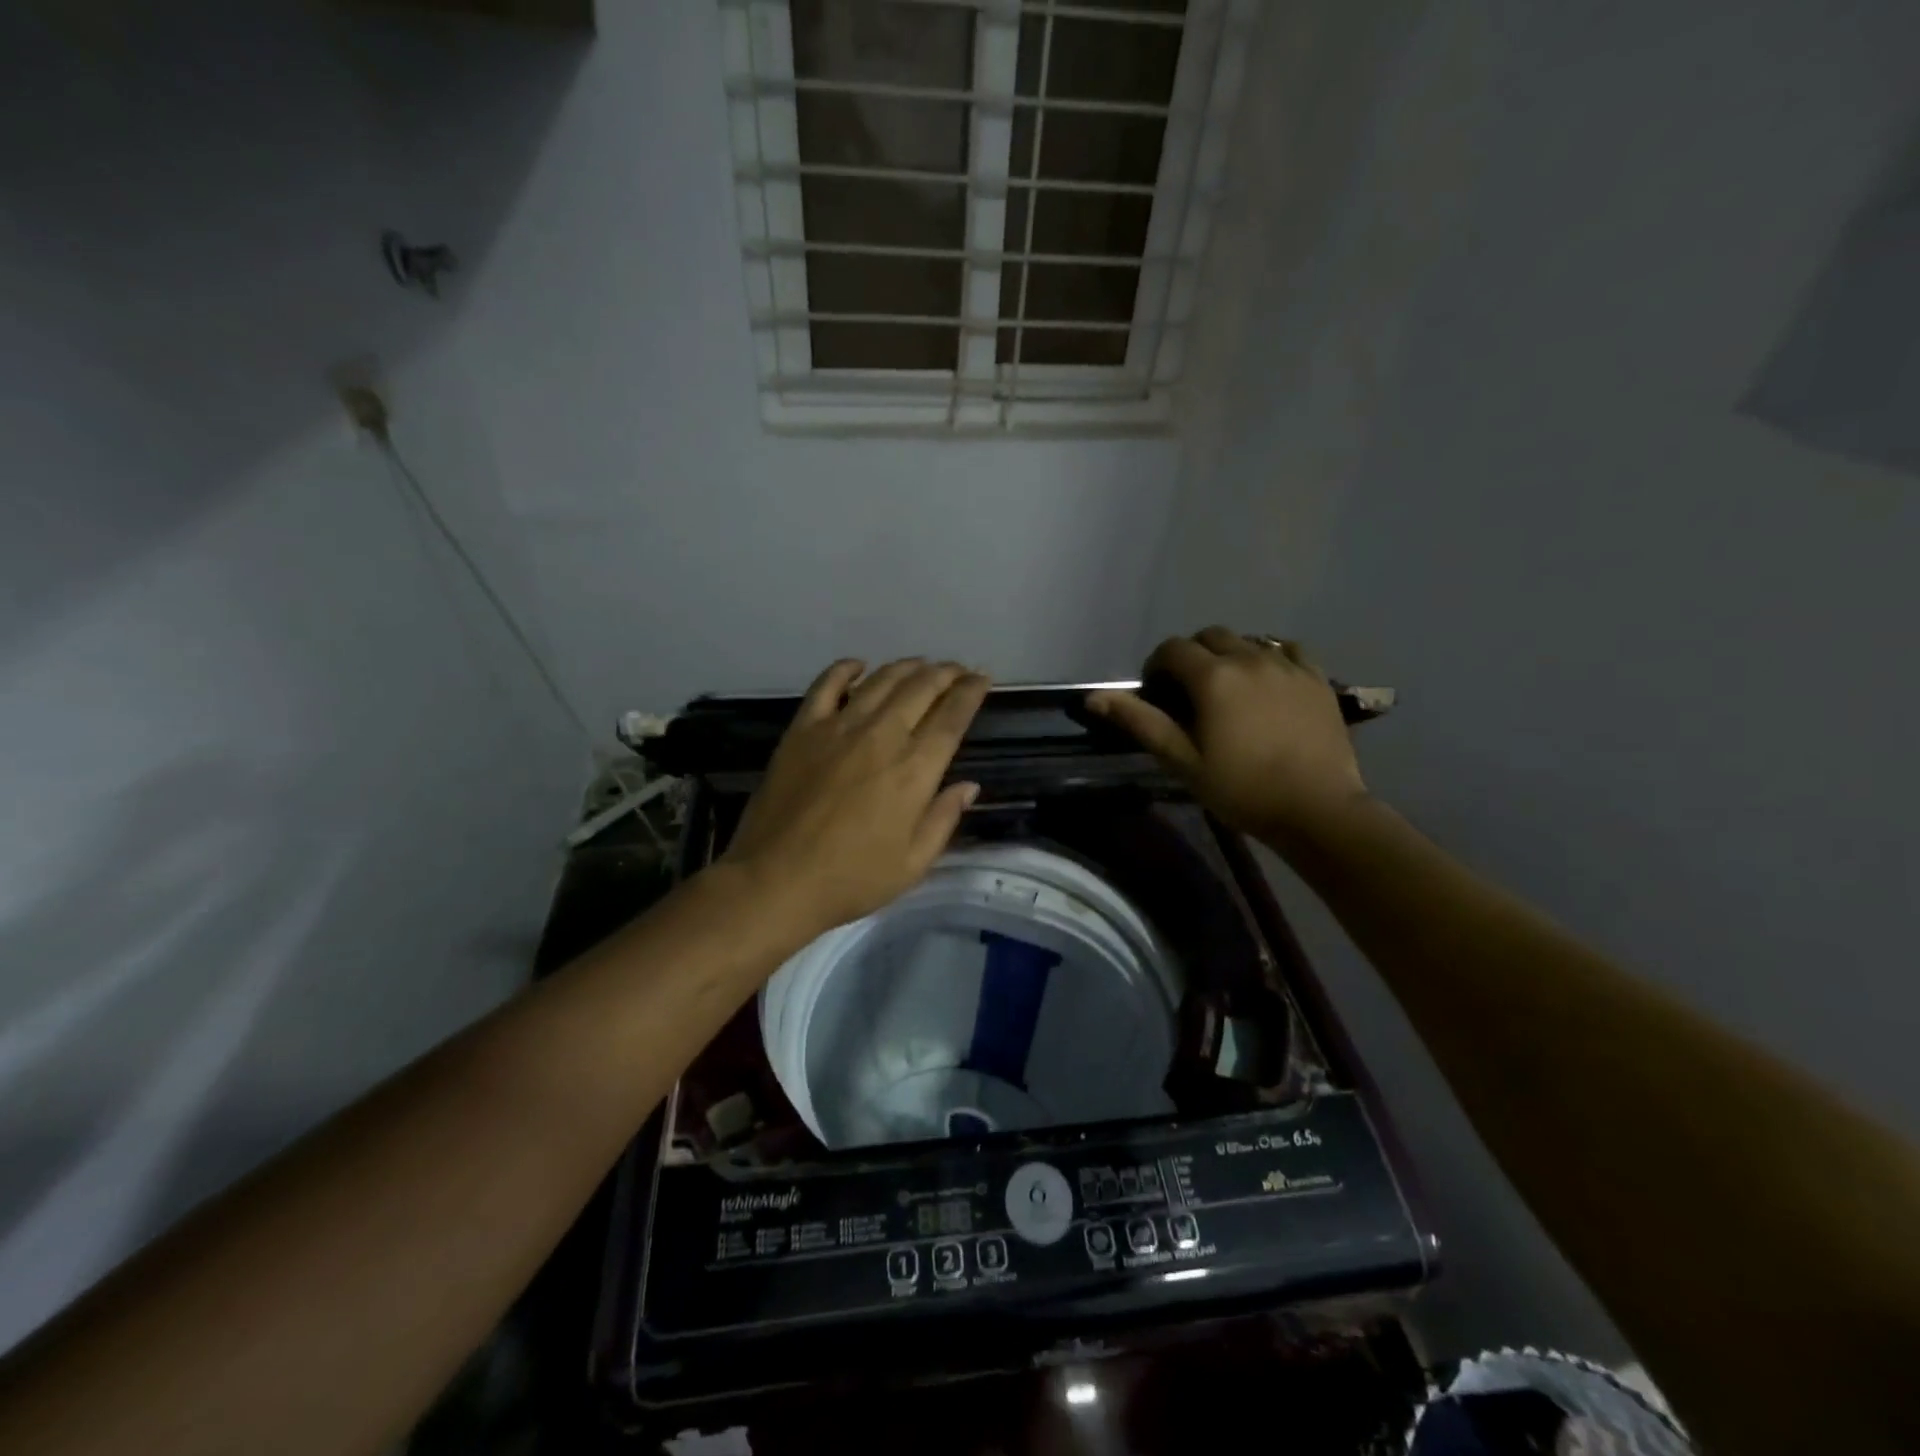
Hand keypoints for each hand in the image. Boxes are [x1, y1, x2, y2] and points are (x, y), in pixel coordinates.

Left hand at [719, 658, 991, 940]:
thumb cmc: (852, 879)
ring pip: (880, 680)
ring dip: (906, 667)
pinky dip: (845, 669)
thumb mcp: (913, 864)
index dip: (971, 692)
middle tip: (957, 669)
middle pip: (920, 688)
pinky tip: (858, 665)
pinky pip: (826, 685)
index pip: (952, 717)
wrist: (776, 880)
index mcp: (914, 770)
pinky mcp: (802, 729)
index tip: (982, 677)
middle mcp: (881, 737)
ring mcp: (838, 727)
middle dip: (945, 673)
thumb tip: (968, 785)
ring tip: (921, 664)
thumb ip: (944, 819)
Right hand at [1087, 627, 1367, 839]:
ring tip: (1229, 691)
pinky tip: (1268, 682)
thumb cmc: (1241, 789)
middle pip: (1210, 636)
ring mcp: (1288, 665)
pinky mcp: (1318, 678)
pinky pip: (1288, 650)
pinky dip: (1269, 657)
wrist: (1317, 809)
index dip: (1157, 666)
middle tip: (1190, 694)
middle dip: (1192, 656)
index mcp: (1213, 677)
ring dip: (1229, 656)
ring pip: (1248, 640)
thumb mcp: (1182, 760)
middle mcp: (1250, 658)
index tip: (1157, 695)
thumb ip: (1141, 722)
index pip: (1172, 648)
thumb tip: (1095, 697)